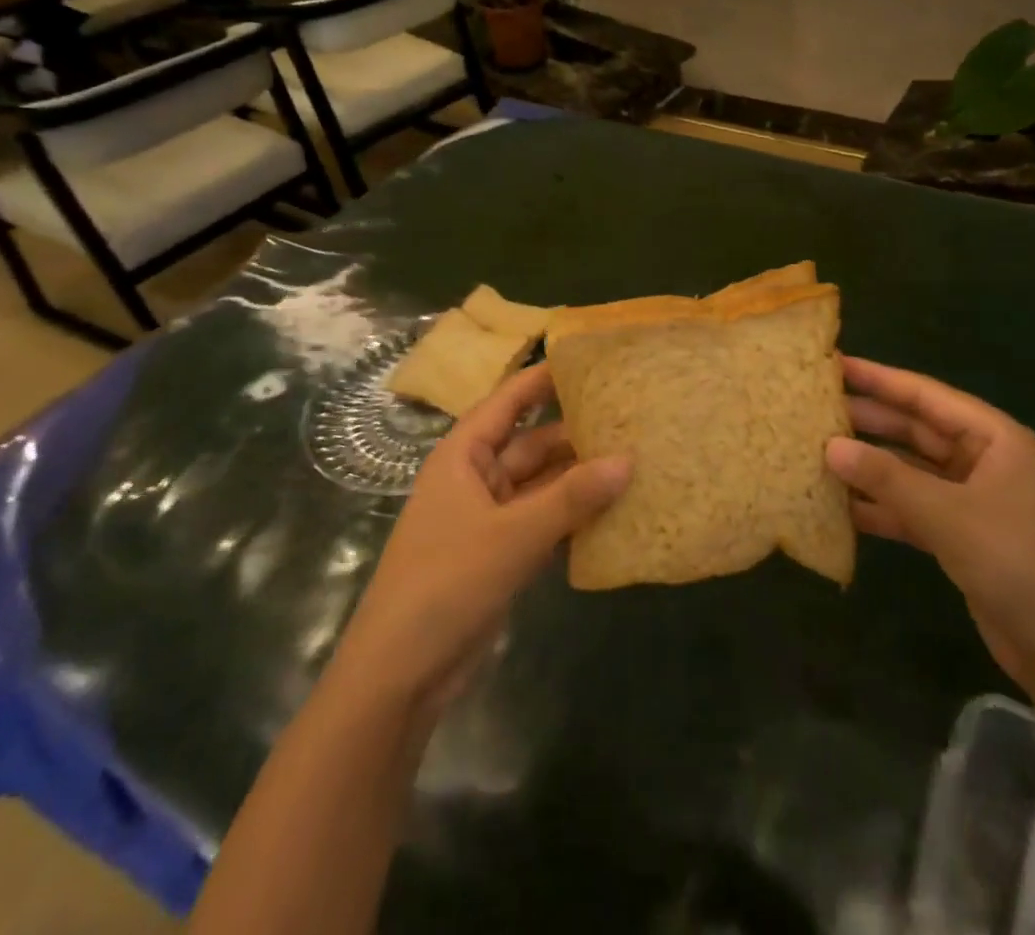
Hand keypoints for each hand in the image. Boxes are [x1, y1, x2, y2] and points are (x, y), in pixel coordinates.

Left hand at [327, 364, 630, 720]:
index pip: (508, 401)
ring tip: (634, 462)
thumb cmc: (447, 583)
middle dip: (576, 435)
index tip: (588, 360)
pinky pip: (543, 521)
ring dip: (580, 480)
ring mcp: (488, 518)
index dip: (543, 379)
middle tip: (631, 421)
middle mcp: (476, 478)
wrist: (400, 675)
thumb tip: (628, 459)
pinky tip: (613, 514)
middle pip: (532, 444)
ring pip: (542, 485)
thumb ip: (572, 496)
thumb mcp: (514, 534)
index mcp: (463, 456)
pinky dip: (573, 518)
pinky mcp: (499, 555)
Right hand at [825, 356, 1034, 697]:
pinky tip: (839, 506)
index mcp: (993, 437)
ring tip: (816, 452)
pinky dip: (881, 507)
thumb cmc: (1017, 563)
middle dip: (867, 421)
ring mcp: (971, 500)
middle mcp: (982, 460)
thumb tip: (829, 446)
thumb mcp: (948, 514)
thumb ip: (886, 478)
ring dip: (869, 465)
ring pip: (910, 470)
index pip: (925, 395)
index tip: (833, 365)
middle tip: (813, 409)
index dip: (878, 378)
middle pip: (914, 430)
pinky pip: (912, 508)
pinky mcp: (961, 536)